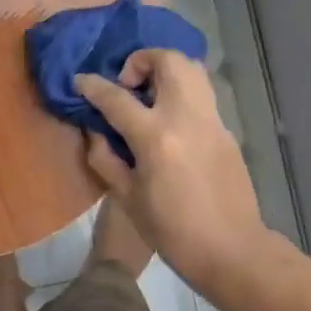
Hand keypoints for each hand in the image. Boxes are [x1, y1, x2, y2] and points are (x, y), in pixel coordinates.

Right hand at [75, 51, 268, 287]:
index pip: (117, 98)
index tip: (80, 81)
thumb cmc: (172, 231)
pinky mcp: (226, 130)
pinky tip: (170, 120)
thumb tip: (95, 132)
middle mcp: (186, 117)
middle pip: (168, 61)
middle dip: (141, 60)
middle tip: (127, 85)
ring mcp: (212, 120)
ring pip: (192, 69)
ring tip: (149, 95)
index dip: (93, 86)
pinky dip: (182, 92)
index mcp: (156, 137)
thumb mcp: (127, 198)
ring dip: (166, 70)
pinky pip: (202, 94)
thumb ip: (105, 159)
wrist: (231, 249)